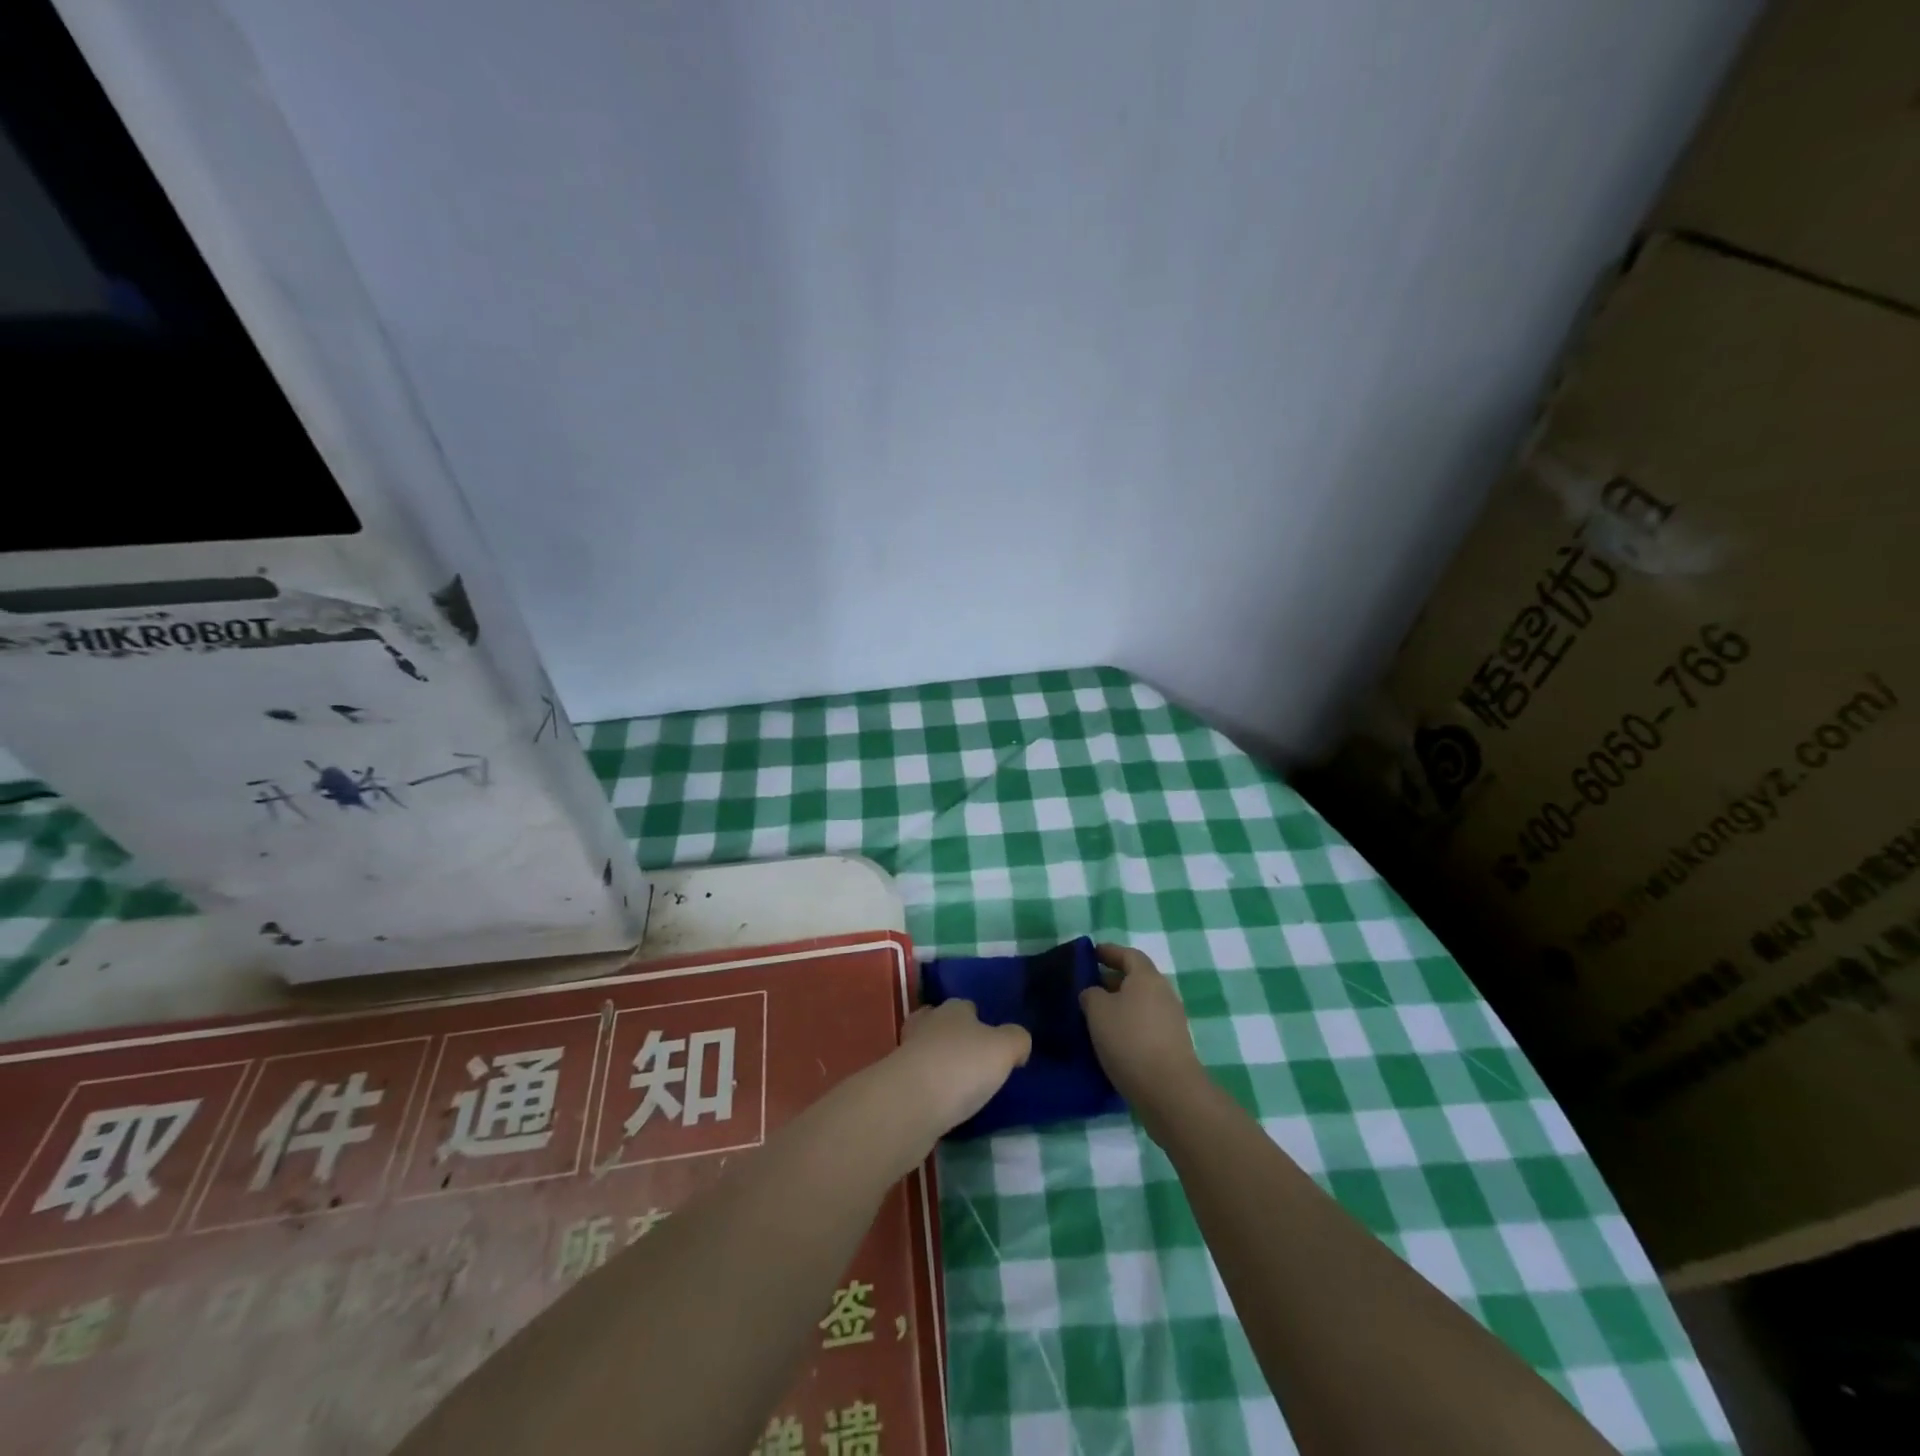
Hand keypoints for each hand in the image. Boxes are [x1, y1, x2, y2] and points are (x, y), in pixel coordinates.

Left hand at [892, 998, 1030, 1138]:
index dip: (981, 1021)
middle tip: (973, 1061)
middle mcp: (928, 1023)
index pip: (968, 1006)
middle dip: (954, 1037)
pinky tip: (942, 1103)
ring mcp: (907, 1053)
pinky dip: (928, 1088)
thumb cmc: (962, 1067)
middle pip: (942, 1023)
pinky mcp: (896, 1083)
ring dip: (939, 1063)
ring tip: (958, 1085)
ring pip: (926, 1050)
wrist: (910, 1103)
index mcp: (954, 1009)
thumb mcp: (1004, 1049)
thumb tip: (1018, 1043)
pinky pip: (918, 1080)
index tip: (993, 1042)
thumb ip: (1017, 1040)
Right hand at [1081, 944, 1205, 1114]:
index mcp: (1146, 977)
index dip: (1109, 951)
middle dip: (1112, 980)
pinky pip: (1146, 1024)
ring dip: (1120, 1004)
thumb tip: (1094, 993)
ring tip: (1096, 1015)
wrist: (1169, 1090)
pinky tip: (1112, 1039)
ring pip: (1141, 1003)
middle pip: (1136, 978)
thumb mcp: (1098, 1011)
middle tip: (1088, 986)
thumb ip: (1091, 994)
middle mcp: (1163, 993)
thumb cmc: (1129, 1040)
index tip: (1091, 953)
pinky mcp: (1173, 1044)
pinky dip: (1129, 1024)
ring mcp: (1172, 1020)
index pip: (1128, 954)